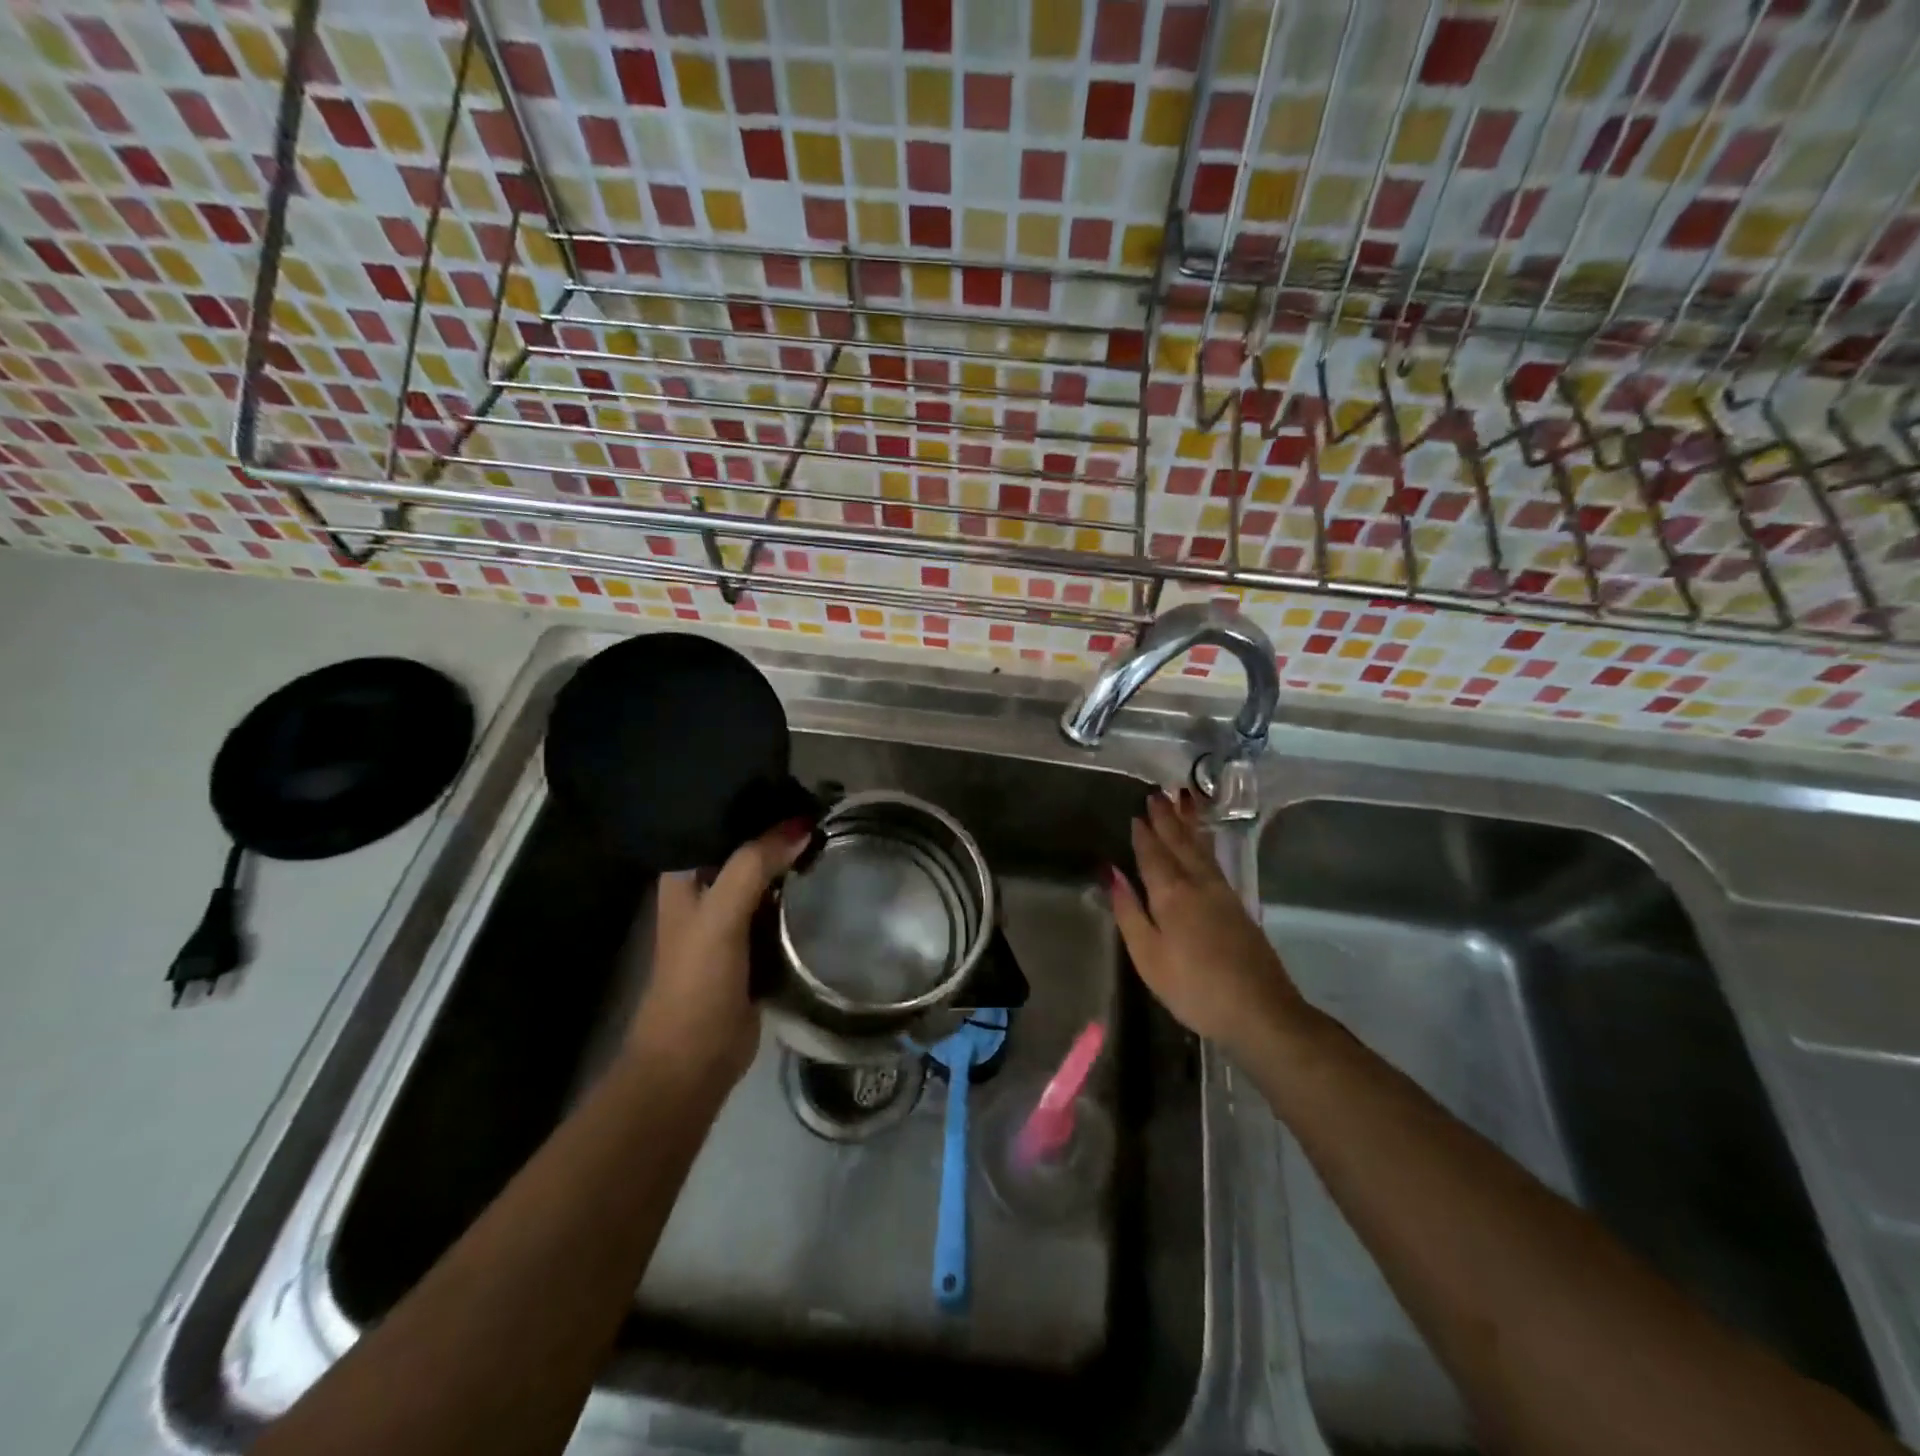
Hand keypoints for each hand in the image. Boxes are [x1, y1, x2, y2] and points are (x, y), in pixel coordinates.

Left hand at [627, 819, 812, 1087]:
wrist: (693, 1060)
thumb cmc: (696, 981)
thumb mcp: (721, 916)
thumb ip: (754, 866)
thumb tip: (802, 825)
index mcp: (686, 876)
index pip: (720, 823)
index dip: (754, 805)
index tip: (798, 786)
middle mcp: (707, 890)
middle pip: (748, 849)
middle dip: (781, 832)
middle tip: (826, 810)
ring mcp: (732, 918)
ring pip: (768, 878)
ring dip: (794, 863)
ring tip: (835, 834)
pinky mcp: (756, 944)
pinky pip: (781, 908)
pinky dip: (801, 895)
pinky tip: (829, 878)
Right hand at [1108, 791, 1304, 1057]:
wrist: (1259, 1011)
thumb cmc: (1193, 988)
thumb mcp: (1148, 956)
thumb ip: (1129, 912)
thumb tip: (1112, 872)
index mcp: (1171, 895)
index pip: (1152, 855)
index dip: (1144, 834)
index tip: (1137, 812)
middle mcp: (1197, 884)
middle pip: (1179, 843)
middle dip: (1167, 818)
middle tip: (1158, 793)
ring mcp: (1222, 893)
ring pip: (1200, 848)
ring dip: (1189, 823)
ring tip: (1183, 800)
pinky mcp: (1238, 906)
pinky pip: (1214, 860)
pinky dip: (1205, 842)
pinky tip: (1203, 842)